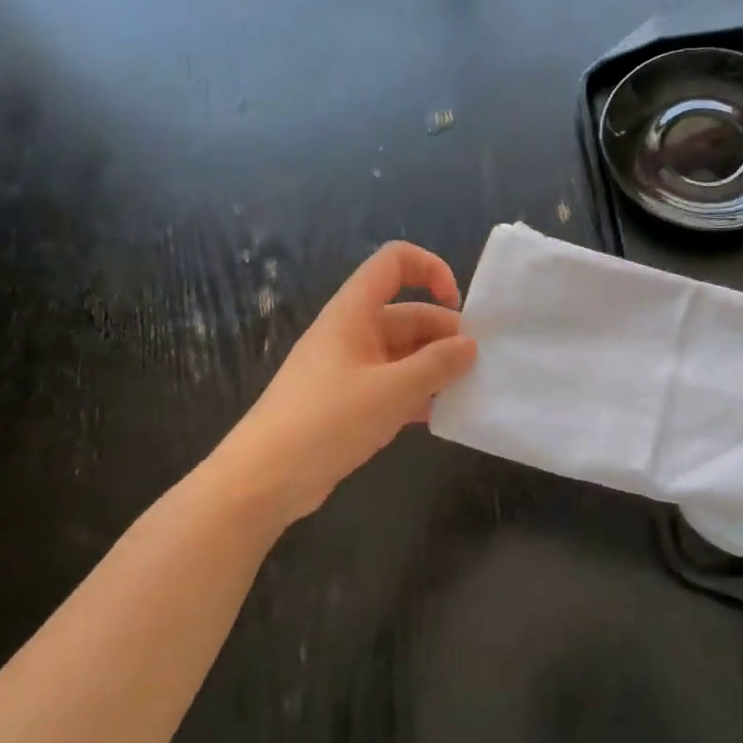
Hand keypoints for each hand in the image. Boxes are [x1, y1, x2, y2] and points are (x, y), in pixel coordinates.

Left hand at [217, 242, 477, 526]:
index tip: (458, 307)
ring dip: (435, 368)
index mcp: (354, 312)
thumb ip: (437, 365)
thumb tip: (469, 345)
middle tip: (477, 366)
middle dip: (444, 334)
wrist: (265, 479)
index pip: (394, 263)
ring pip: (403, 354)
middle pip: (407, 314)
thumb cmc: (327, 420)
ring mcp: (349, 369)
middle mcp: (352, 333)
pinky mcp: (349, 402)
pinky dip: (417, 395)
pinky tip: (440, 416)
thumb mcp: (392, 391)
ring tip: (466, 391)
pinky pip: (392, 385)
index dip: (431, 270)